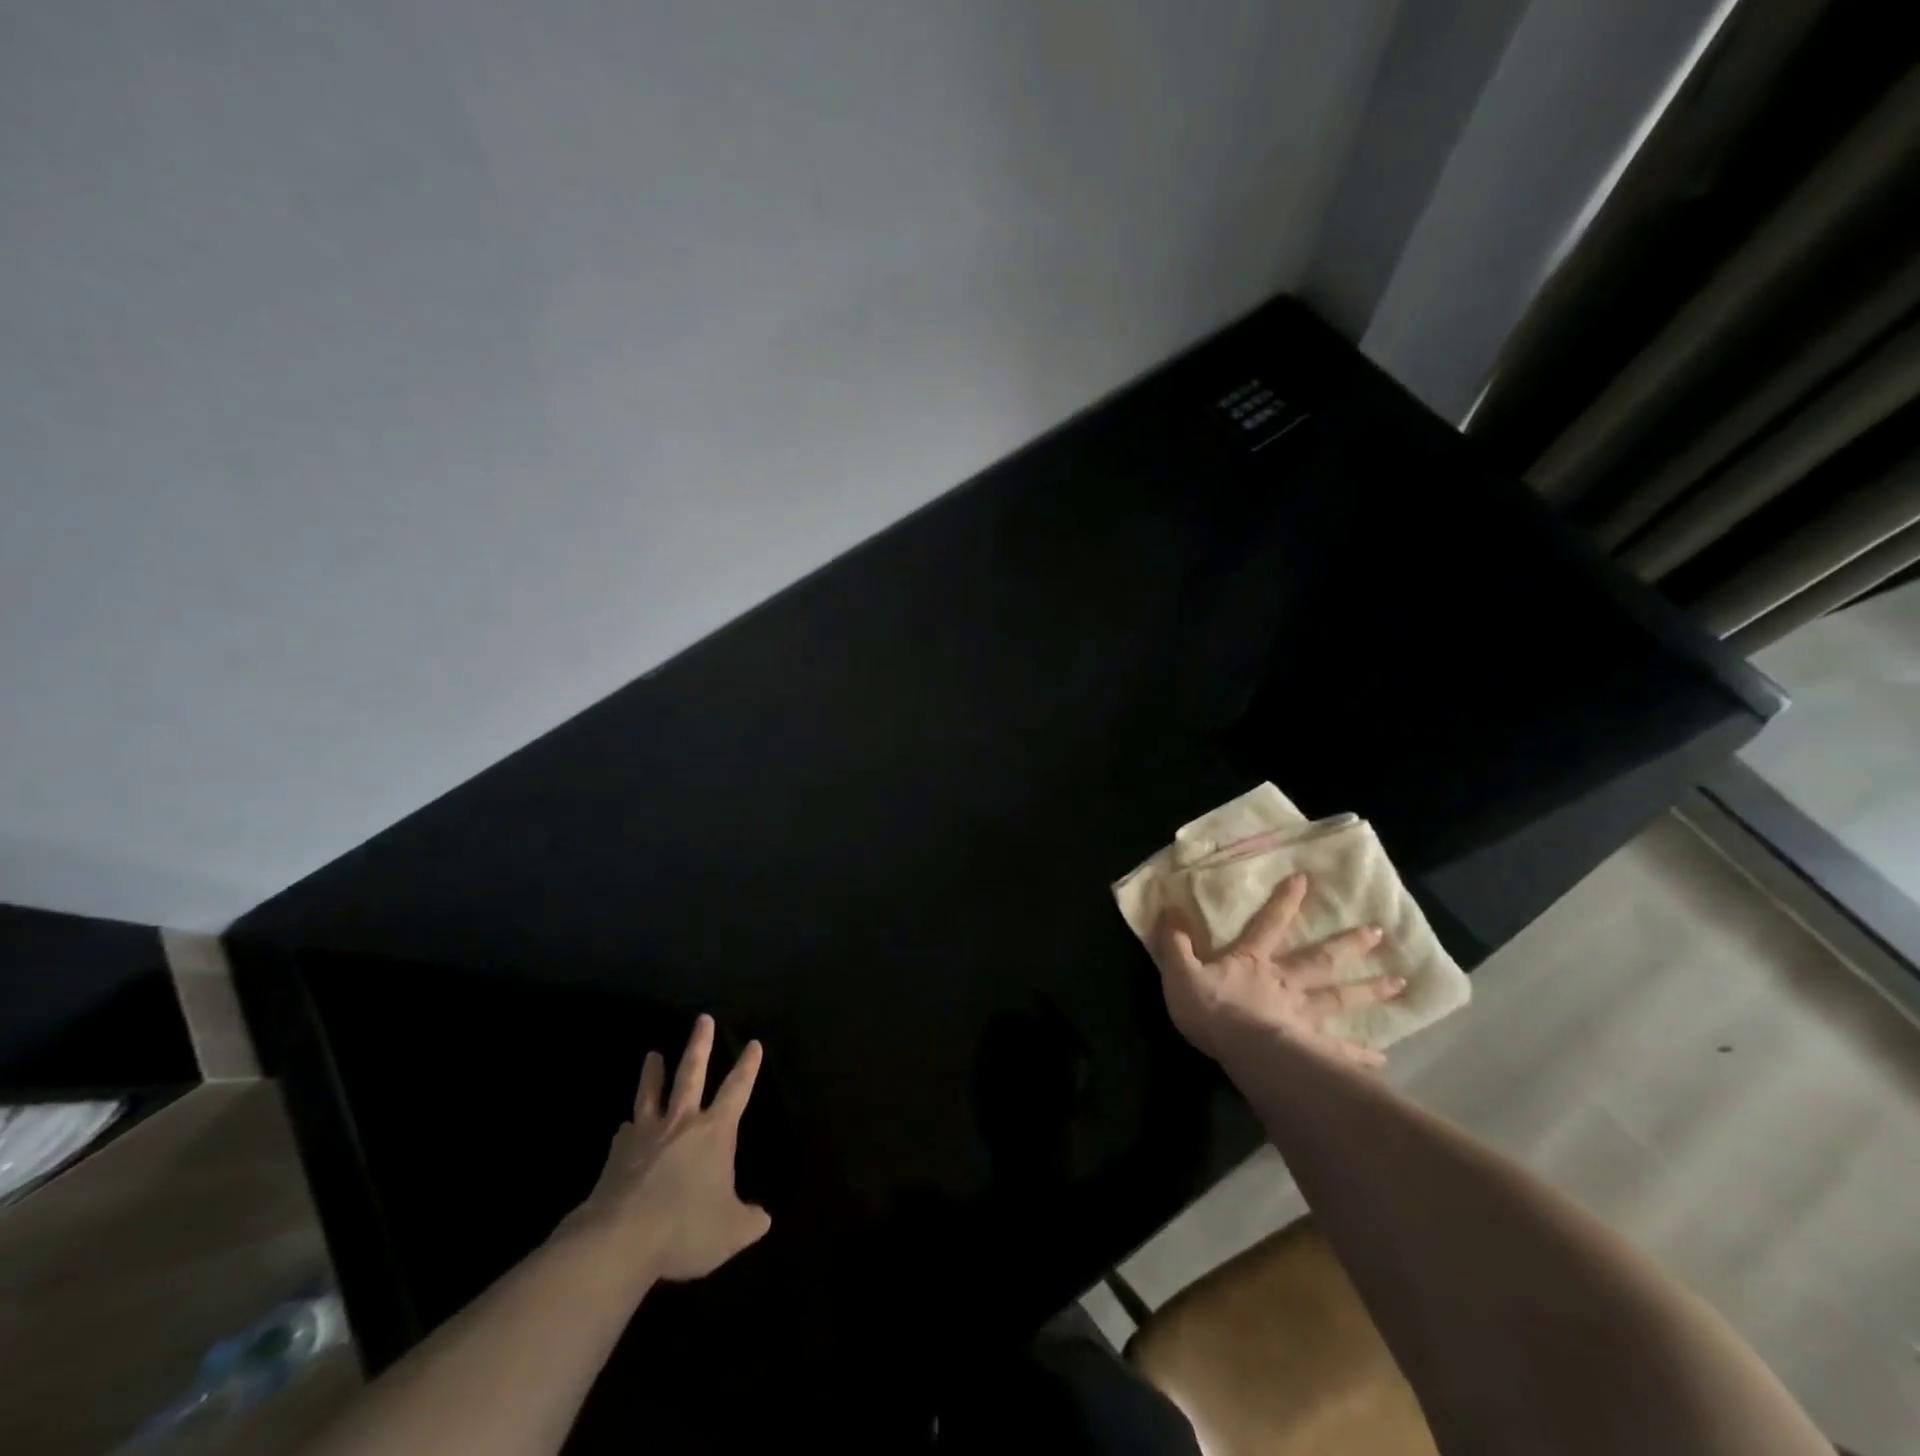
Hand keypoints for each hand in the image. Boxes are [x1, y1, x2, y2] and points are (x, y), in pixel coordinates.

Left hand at [566, 1015, 771, 1284]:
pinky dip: (627, 1129)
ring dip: (653, 1074)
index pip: (737, 1090)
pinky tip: (624, 1129)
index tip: (753, 1043)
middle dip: (700, 1046)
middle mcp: (681, 1123)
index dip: (747, 1067)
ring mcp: (645, 1136)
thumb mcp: (730, 1231)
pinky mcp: (616, 1157)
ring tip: (652, 1055)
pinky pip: (624, 1135)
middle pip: (691, 1074)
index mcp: (714, 1132)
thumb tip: (763, 1218)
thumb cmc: (686, 1227)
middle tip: (702, 1019)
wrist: (620, 1240)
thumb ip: (748, 1220)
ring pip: (651, 1095)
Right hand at [1153, 872, 1403, 1068]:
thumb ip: (1175, 942)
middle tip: (1379, 932)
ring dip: (1367, 990)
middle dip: (1348, 944)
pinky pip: (1339, 1050)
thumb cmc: (1210, 1009)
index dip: (1285, 901)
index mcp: (1252, 962)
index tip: (1306, 879)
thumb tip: (1170, 909)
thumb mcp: (1180, 970)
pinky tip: (1383, 1058)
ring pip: (1338, 998)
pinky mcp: (1311, 1047)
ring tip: (1398, 983)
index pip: (1269, 924)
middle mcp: (1284, 982)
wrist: (1239, 1049)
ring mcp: (1302, 1015)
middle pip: (1320, 959)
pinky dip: (1360, 1053)